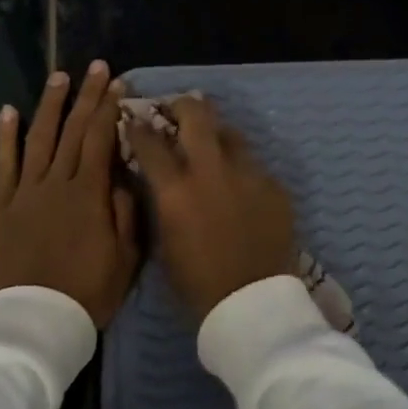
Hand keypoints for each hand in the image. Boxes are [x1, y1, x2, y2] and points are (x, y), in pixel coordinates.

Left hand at [0, 62, 140, 328]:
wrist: (35, 321)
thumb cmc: (87, 292)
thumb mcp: (125, 257)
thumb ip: (125, 212)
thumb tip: (123, 176)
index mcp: (90, 193)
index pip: (101, 139)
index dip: (110, 108)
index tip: (118, 83)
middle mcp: (57, 182)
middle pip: (74, 130)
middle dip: (87, 95)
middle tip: (96, 67)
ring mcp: (26, 191)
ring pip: (40, 137)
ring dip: (50, 105)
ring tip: (59, 77)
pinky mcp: (2, 205)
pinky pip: (4, 164)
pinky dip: (6, 136)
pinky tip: (9, 112)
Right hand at [125, 95, 295, 326]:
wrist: (252, 303)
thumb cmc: (197, 282)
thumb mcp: (164, 240)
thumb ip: (161, 201)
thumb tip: (158, 176)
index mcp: (176, 189)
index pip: (150, 141)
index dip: (138, 126)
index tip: (134, 119)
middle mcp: (211, 171)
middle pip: (196, 115)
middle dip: (182, 105)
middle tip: (176, 109)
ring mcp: (248, 174)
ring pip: (230, 133)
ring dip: (215, 134)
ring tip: (211, 144)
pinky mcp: (274, 185)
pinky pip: (253, 165)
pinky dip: (240, 168)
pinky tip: (239, 185)